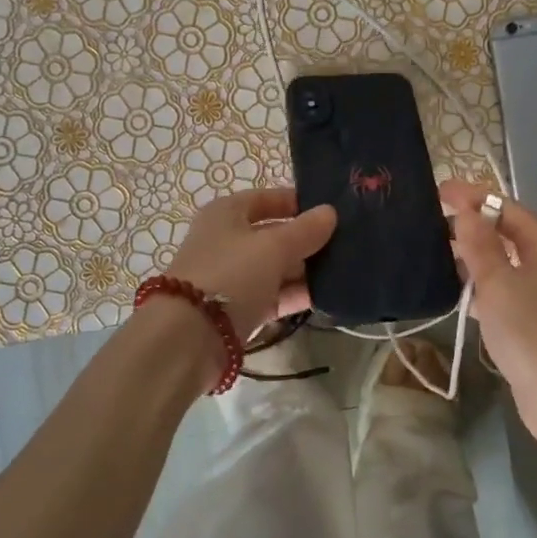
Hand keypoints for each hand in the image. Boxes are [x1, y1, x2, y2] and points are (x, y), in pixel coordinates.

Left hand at [166, 188, 336, 338]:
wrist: (190, 338)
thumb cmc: (231, 275)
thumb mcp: (273, 247)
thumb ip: (305, 230)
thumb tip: (331, 212)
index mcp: (227, 213)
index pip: (268, 199)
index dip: (298, 203)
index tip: (333, 211)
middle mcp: (227, 241)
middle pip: (274, 234)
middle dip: (307, 239)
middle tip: (347, 243)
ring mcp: (232, 277)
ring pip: (276, 267)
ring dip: (305, 269)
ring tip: (345, 270)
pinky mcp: (239, 310)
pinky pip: (273, 295)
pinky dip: (295, 295)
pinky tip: (327, 296)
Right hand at [441, 179, 536, 466]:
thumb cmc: (532, 333)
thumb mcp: (499, 283)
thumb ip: (479, 243)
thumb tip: (465, 209)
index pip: (507, 208)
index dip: (473, 197)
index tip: (437, 192)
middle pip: (506, 232)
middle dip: (471, 224)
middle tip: (430, 220)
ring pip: (503, 262)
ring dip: (473, 255)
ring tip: (434, 250)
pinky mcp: (533, 320)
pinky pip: (503, 289)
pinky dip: (480, 284)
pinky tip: (454, 288)